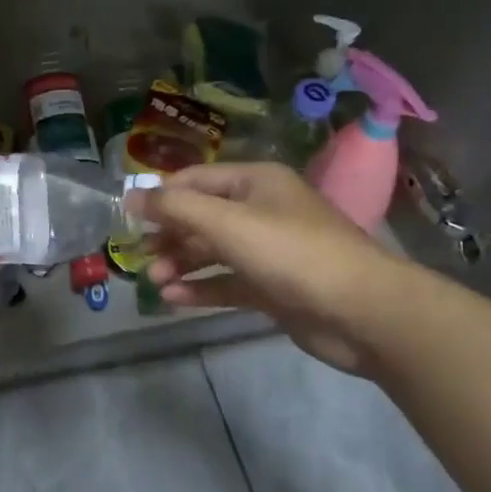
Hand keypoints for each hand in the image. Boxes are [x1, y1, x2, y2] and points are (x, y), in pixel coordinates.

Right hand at [137, 162, 399, 373]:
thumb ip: (176, 207)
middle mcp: (262, 210)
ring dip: (181, 263)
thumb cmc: (291, 253)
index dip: (161, 196)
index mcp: (255, 182)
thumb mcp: (227, 223)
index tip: (128, 218)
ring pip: (213, 251)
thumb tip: (132, 196)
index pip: (196, 179)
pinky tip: (173, 299)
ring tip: (154, 280)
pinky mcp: (274, 288)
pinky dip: (201, 288)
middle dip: (170, 234)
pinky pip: (228, 282)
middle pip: (202, 216)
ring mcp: (269, 251)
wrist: (362, 312)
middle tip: (140, 255)